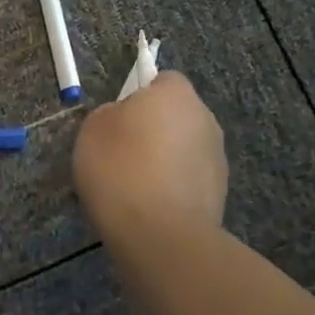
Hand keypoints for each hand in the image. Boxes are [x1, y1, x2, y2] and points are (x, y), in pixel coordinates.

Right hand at [72, 72, 227, 237]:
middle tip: (123, 152)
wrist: (161, 236)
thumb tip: (124, 119)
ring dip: (166, 159)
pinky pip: (190, 179)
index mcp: (176, 93)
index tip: (118, 120)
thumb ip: (111, 114)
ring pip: (184, 148)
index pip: (162, 79)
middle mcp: (205, 118)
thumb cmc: (121, 169)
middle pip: (176, 114)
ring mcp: (217, 157)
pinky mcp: (221, 192)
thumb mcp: (93, 129)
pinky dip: (174, 187)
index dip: (139, 95)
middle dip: (155, 129)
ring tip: (136, 186)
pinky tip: (152, 207)